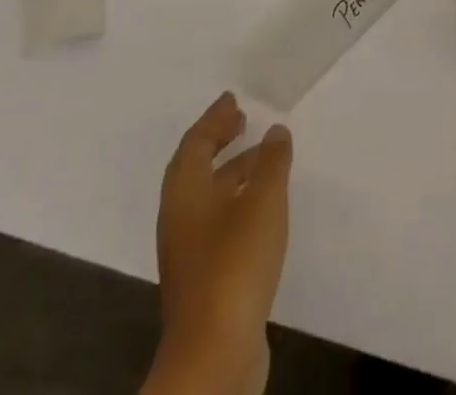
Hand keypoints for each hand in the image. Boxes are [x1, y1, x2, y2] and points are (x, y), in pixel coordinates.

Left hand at [144, 92, 291, 394]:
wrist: (215, 355)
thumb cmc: (235, 263)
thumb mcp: (263, 201)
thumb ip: (271, 162)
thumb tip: (274, 132)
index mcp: (185, 193)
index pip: (195, 143)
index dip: (214, 119)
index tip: (233, 99)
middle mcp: (180, 218)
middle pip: (196, 168)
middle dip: (218, 142)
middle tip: (242, 121)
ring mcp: (189, 252)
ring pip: (209, 197)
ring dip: (232, 172)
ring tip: (264, 159)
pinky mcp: (204, 278)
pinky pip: (218, 221)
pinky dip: (237, 201)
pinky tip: (263, 208)